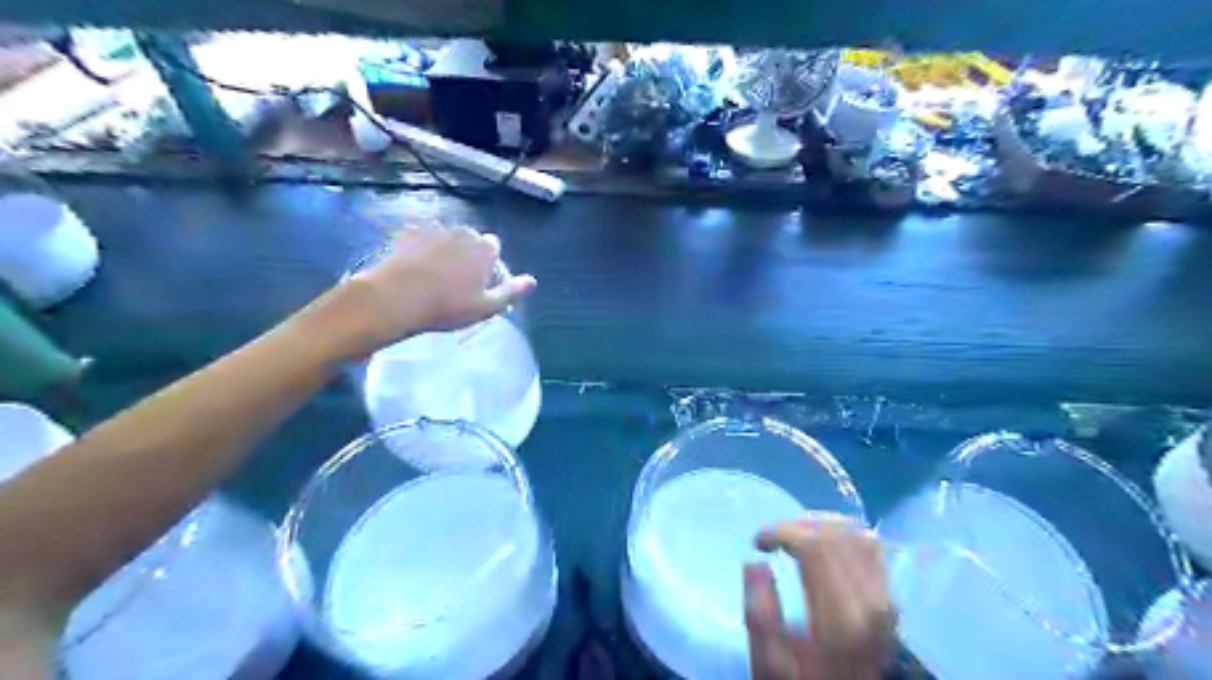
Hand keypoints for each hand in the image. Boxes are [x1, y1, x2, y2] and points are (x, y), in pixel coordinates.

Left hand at [332, 226, 536, 358]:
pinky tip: (416, 268)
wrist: (395, 298)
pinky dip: (422, 249)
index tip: (482, 284)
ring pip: (447, 238)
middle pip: (471, 240)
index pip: (494, 247)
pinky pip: (421, 238)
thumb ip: (511, 292)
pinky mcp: (407, 233)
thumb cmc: (446, 307)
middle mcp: (462, 232)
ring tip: (436, 276)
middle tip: (458, 282)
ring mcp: (433, 230)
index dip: (490, 264)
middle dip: (469, 255)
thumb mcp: (486, 307)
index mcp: (483, 248)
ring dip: (446, 250)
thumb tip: (532, 281)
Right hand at [744, 515, 893, 679]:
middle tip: (773, 538)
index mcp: (840, 617)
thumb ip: (759, 614)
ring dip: (821, 525)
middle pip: (837, 533)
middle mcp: (872, 602)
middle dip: (798, 525)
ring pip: (857, 534)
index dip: (782, 531)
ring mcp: (886, 598)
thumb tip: (754, 562)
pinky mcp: (890, 597)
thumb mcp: (769, 660)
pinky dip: (844, 534)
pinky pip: (872, 547)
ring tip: (795, 536)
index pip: (816, 545)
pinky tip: (823, 543)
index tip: (758, 542)